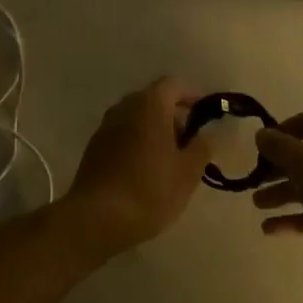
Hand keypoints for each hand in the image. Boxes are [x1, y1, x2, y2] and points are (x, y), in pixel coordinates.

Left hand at [62, 78, 210, 258]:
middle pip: (154, 100)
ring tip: (170, 160)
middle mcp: (124, 107)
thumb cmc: (150, 189)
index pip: (174, 85)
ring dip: (155, 131)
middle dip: (174, 116)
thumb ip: (202, 147)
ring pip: (137, 119)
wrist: (97, 218)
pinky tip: (145, 171)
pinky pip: (123, 135)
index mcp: (150, 104)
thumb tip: (208, 134)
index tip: (206, 116)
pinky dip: (137, 143)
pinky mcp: (94, 147)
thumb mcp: (188, 172)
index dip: (192, 96)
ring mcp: (105, 126)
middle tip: (190, 143)